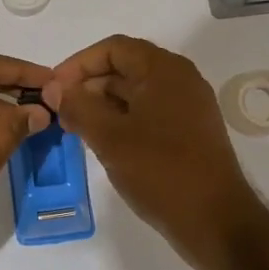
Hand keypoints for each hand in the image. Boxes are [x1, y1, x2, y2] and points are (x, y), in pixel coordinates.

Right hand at [44, 35, 264, 266]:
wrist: (215, 221)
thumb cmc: (160, 172)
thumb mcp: (110, 138)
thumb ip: (78, 107)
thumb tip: (54, 88)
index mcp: (165, 70)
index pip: (113, 48)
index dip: (78, 64)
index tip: (54, 89)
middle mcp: (180, 80)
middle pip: (125, 67)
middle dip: (89, 85)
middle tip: (60, 112)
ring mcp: (188, 107)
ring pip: (136, 93)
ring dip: (103, 105)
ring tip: (76, 129)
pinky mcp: (190, 132)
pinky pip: (149, 113)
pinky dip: (122, 120)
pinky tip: (103, 143)